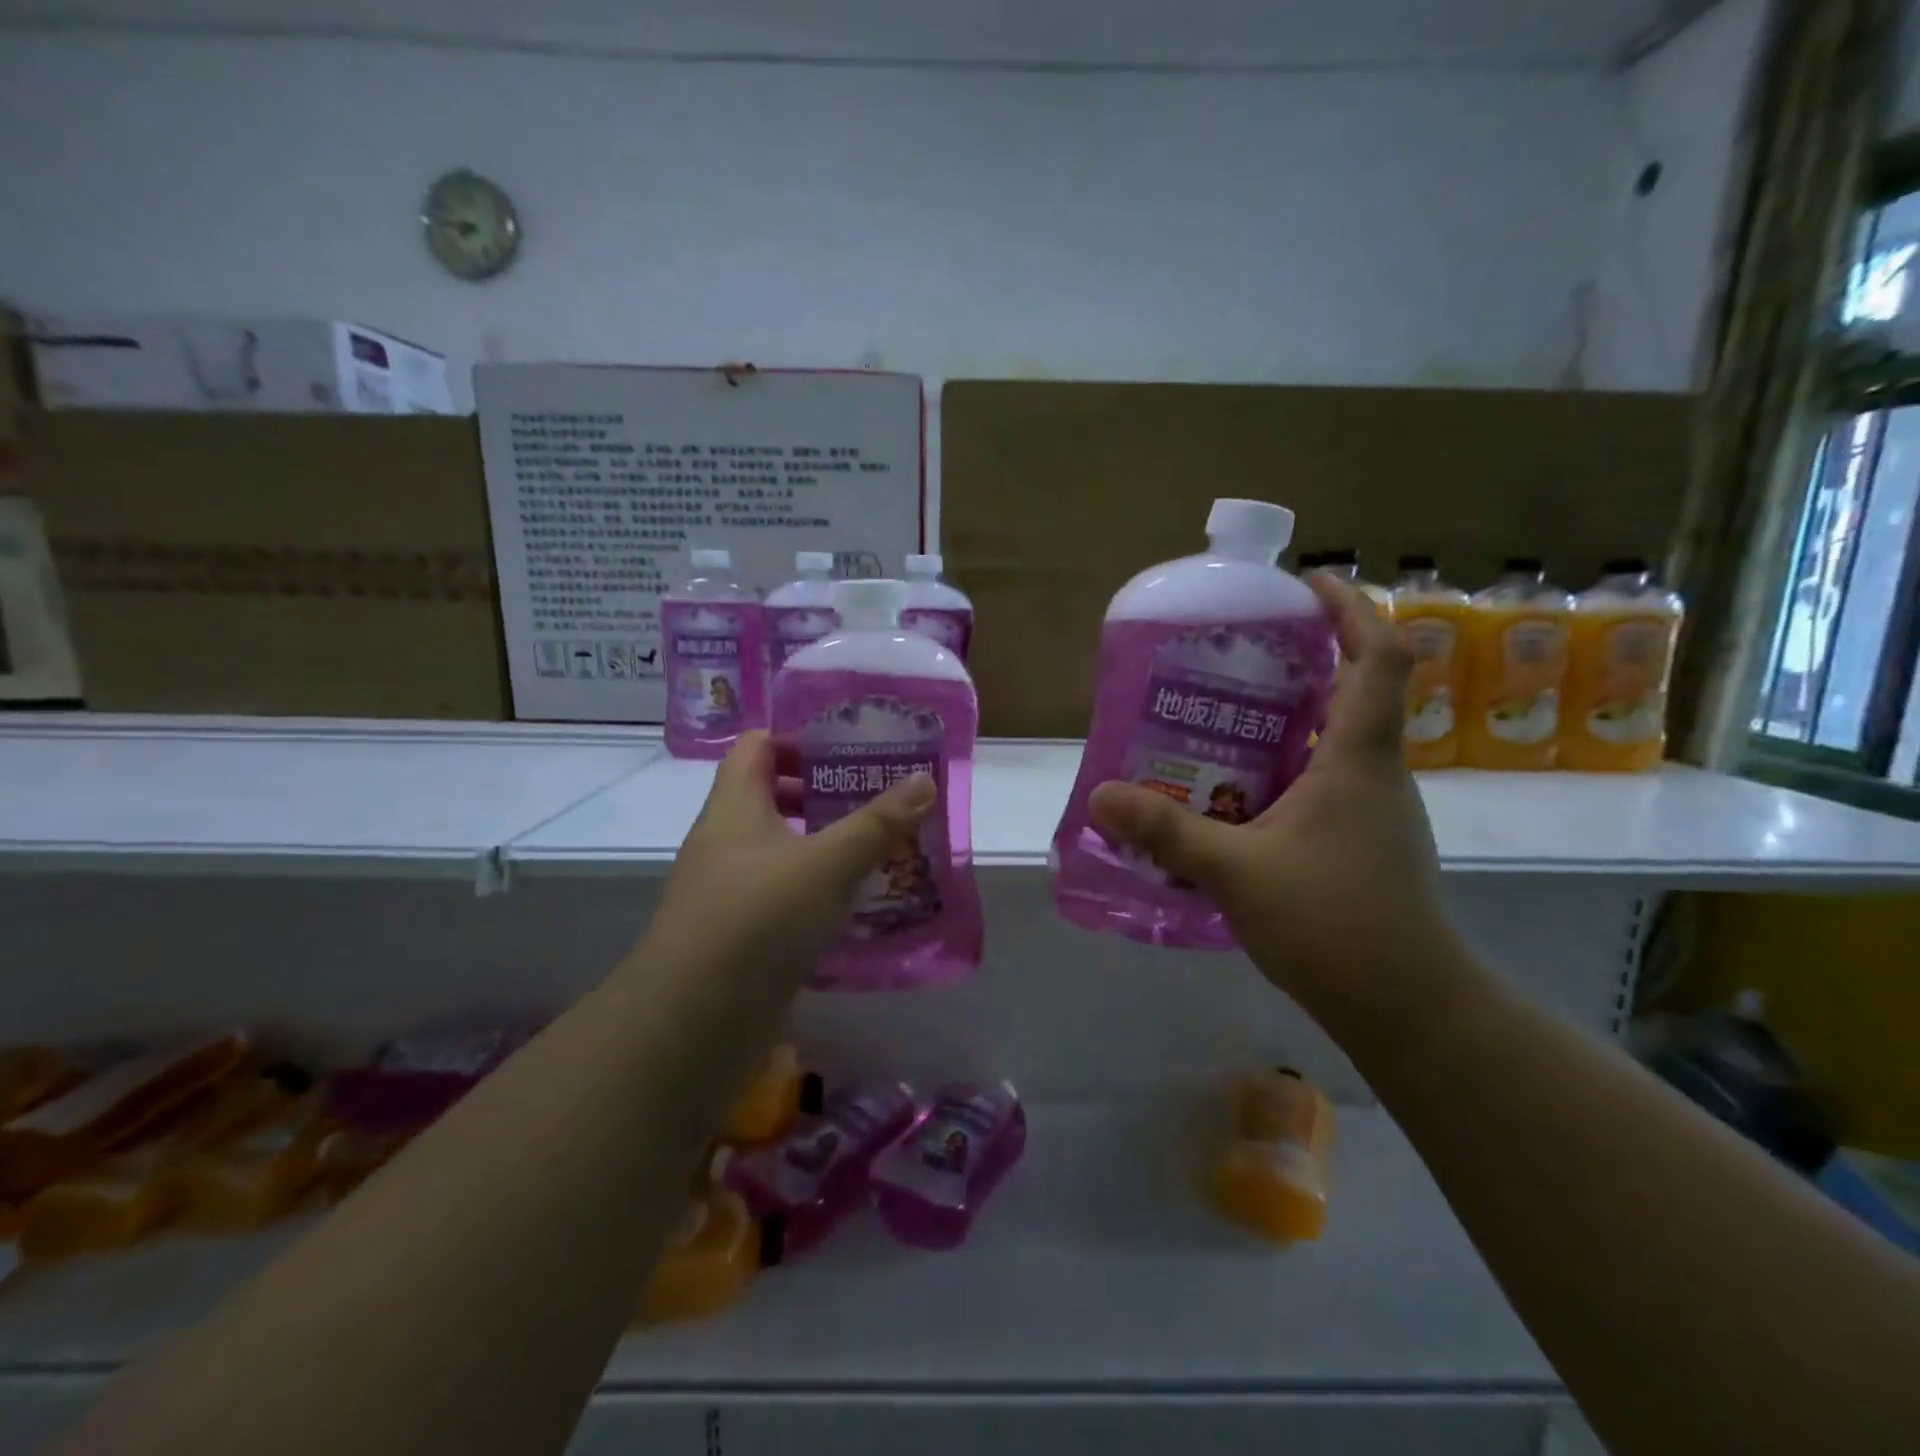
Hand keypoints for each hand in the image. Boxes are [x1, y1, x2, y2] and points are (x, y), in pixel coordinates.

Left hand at [646, 732, 936, 981]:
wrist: (697, 1015)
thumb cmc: (761, 916)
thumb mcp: (830, 863)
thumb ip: (878, 822)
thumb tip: (925, 781)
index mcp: (735, 804)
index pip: (757, 745)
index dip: (798, 740)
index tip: (846, 752)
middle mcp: (724, 838)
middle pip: (768, 795)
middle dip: (819, 793)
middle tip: (871, 798)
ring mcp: (726, 886)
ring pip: (776, 846)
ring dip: (819, 842)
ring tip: (871, 849)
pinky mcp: (736, 928)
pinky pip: (778, 890)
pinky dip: (812, 886)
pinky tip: (849, 902)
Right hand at [1088, 575, 1467, 1031]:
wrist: (1409, 1008)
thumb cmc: (1335, 923)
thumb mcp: (1237, 871)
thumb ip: (1166, 832)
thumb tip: (1101, 796)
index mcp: (1360, 758)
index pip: (1380, 656)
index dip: (1350, 609)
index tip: (1305, 584)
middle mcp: (1375, 773)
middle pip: (1356, 690)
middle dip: (1305, 658)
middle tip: (1236, 654)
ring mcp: (1373, 811)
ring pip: (1335, 741)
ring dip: (1289, 717)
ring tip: (1220, 718)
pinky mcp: (1361, 843)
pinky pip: (1323, 783)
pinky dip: (1284, 768)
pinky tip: (1233, 793)